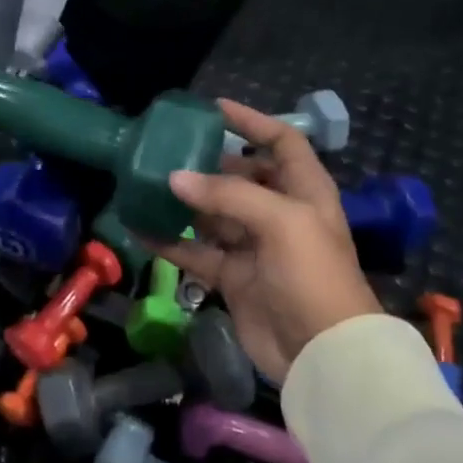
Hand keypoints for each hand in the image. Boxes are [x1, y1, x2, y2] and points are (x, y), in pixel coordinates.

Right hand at [149, 100, 380, 384]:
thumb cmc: (312, 275)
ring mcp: (255, 247)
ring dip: (183, 201)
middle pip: (241, 176)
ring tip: (146, 183)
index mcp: (304, 191)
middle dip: (208, 163)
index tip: (213, 109)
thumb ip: (226, 196)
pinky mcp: (234, 278)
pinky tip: (140, 228)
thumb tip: (174, 178)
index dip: (252, 121)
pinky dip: (170, 241)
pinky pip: (196, 251)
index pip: (281, 142)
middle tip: (168, 150)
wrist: (323, 354)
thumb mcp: (280, 222)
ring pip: (213, 214)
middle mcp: (280, 213)